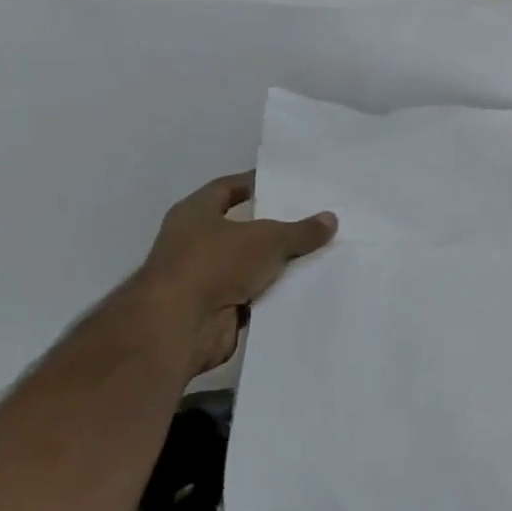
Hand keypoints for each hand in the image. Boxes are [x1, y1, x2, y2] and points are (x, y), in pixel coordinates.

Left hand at [129, 172, 337, 376]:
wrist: (180, 327)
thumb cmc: (215, 265)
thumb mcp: (268, 239)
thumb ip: (301, 230)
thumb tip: (331, 218)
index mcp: (194, 214)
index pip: (226, 188)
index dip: (254, 183)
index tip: (285, 183)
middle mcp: (194, 243)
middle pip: (243, 229)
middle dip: (276, 227)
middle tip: (313, 219)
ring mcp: (204, 278)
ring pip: (251, 264)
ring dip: (279, 263)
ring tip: (320, 252)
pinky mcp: (217, 309)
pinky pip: (255, 294)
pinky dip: (276, 292)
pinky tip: (308, 286)